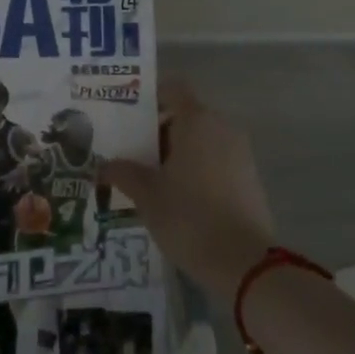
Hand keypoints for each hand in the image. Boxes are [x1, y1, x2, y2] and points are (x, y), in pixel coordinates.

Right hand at [100, 79, 274, 299]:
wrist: (245, 264)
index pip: (172, 89)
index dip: (148, 97)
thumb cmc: (189, 217)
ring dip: (175, 153)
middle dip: (156, 132)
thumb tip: (105, 165)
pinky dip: (195, 170)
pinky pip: (215, 160)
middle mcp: (222, 128)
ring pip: (200, 140)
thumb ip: (123, 172)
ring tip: (148, 179)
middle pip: (184, 115)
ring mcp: (240, 153)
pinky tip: (175, 197)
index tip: (125, 117)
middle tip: (128, 153)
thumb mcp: (146, 195)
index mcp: (197, 121)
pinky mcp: (249, 179)